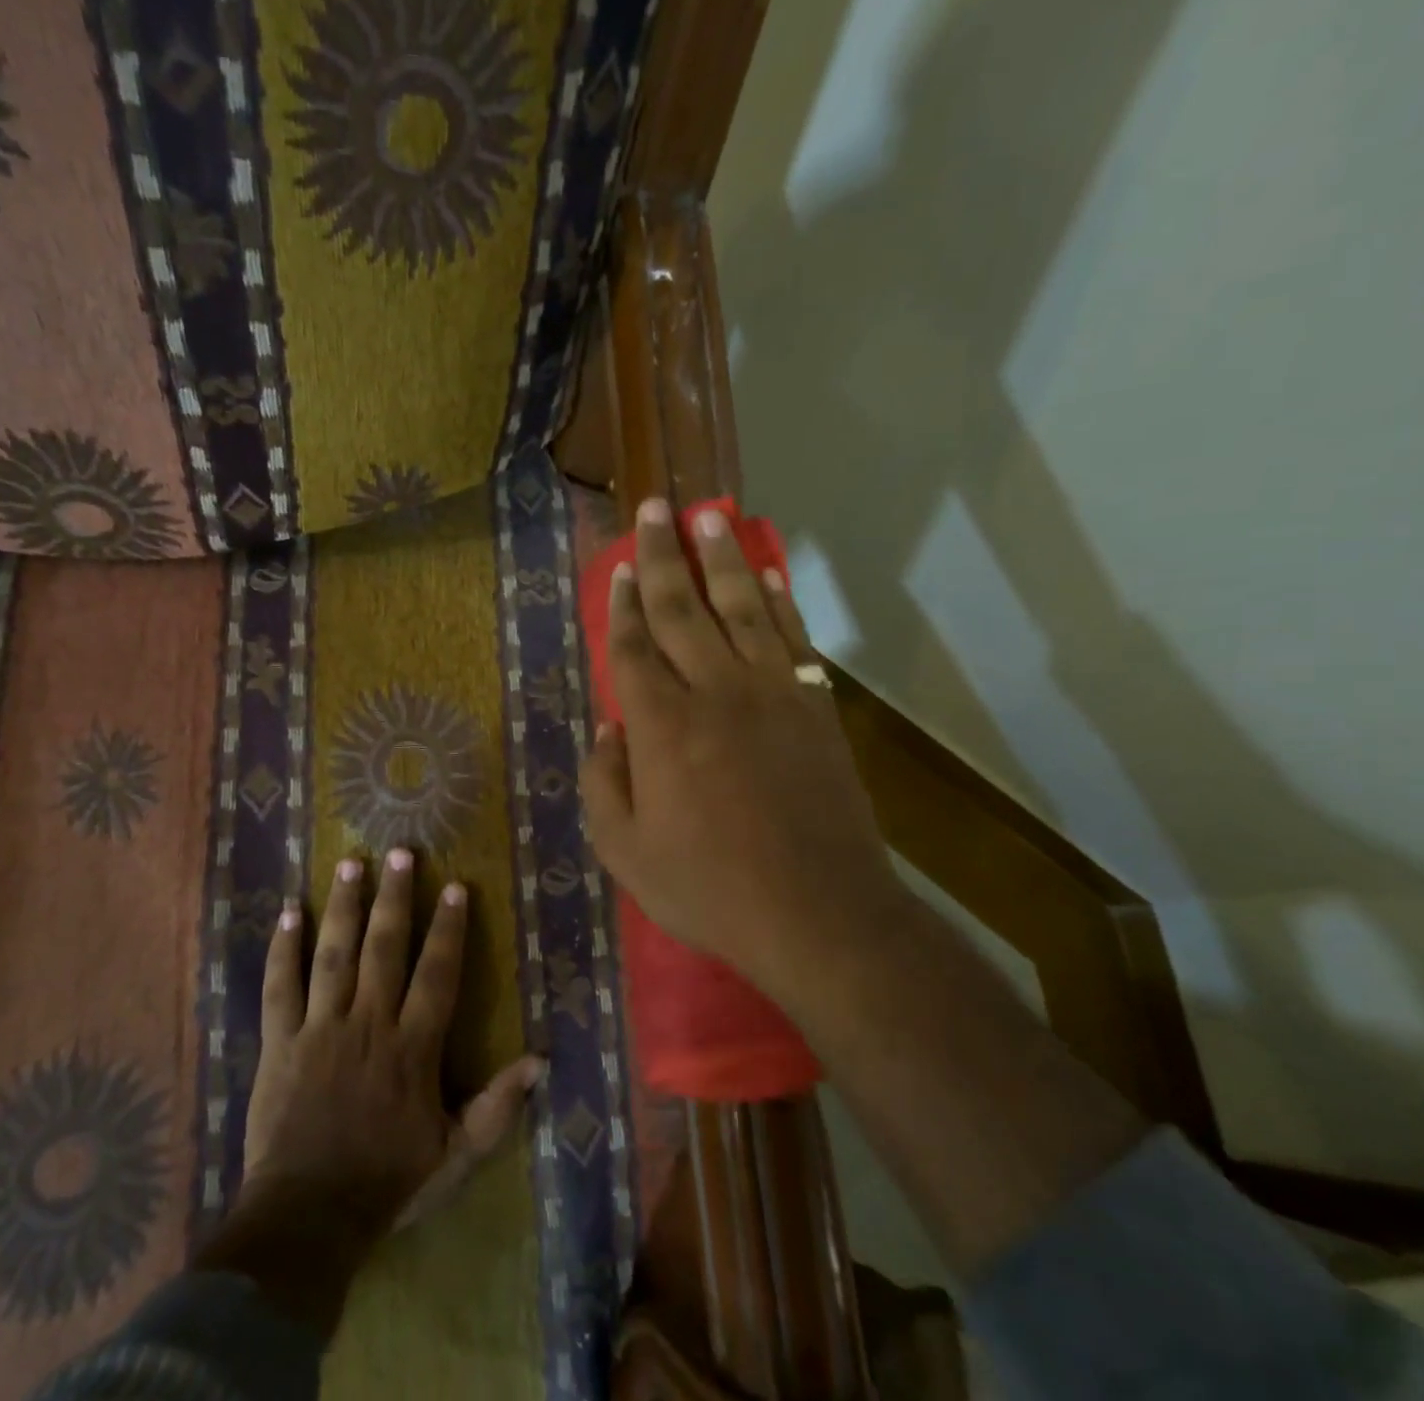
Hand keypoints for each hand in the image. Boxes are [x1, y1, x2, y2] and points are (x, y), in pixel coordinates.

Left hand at [202, 849, 541, 1333]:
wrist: (307, 1220)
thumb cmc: (388, 1184)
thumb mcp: (455, 1155)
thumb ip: (497, 1108)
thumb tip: (539, 1061)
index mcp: (412, 1047)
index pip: (436, 974)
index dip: (448, 929)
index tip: (455, 888)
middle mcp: (368, 1024)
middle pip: (384, 948)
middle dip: (395, 897)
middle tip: (401, 853)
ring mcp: (319, 1028)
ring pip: (333, 954)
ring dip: (343, 906)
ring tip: (351, 864)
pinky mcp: (279, 1042)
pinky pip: (279, 987)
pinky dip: (283, 949)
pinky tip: (288, 912)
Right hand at [581, 499, 906, 1009]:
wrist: (818, 914)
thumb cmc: (710, 889)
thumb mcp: (626, 853)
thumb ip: (604, 784)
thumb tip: (609, 728)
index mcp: (661, 726)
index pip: (632, 647)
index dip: (619, 604)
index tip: (615, 568)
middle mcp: (714, 692)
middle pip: (681, 609)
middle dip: (661, 557)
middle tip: (653, 509)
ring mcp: (771, 694)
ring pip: (741, 608)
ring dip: (723, 559)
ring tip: (709, 517)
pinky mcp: (815, 708)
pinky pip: (792, 640)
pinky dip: (778, 603)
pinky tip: (767, 576)